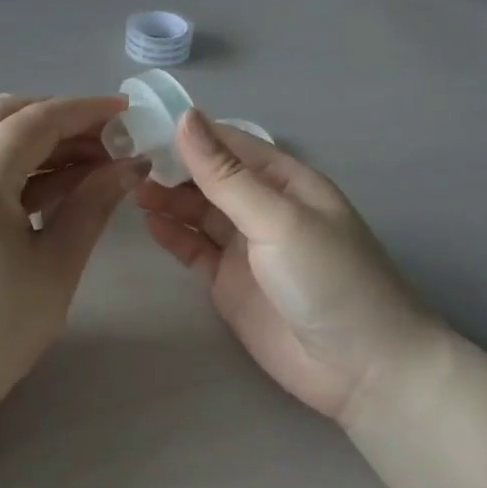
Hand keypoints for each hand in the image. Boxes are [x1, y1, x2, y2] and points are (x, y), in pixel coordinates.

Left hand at [0, 95, 148, 403]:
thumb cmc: (1, 326)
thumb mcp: (57, 263)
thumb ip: (93, 203)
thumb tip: (130, 165)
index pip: (36, 121)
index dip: (84, 110)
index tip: (125, 110)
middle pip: (8, 116)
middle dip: (61, 119)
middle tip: (107, 139)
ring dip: (41, 140)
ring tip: (93, 161)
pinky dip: (20, 164)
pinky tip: (61, 183)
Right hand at [136, 110, 448, 423]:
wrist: (362, 370)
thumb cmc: (328, 279)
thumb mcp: (277, 219)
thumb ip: (226, 174)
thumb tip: (186, 117)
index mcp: (285, 182)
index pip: (230, 144)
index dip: (189, 133)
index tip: (142, 122)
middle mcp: (263, 208)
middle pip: (209, 176)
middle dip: (172, 165)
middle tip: (124, 158)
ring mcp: (245, 247)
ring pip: (198, 211)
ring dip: (167, 197)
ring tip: (129, 187)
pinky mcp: (229, 283)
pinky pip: (193, 249)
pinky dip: (171, 234)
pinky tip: (147, 220)